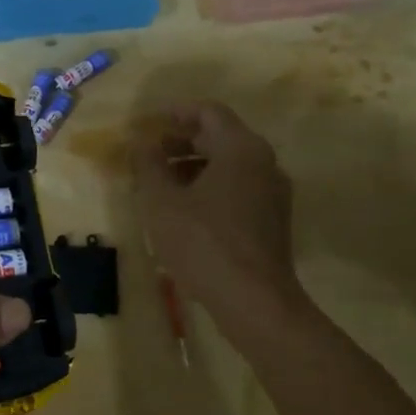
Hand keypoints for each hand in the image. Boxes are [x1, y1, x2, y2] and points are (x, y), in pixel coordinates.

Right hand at [132, 100, 306, 352]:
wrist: (255, 302)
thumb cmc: (203, 242)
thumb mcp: (161, 201)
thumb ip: (148, 163)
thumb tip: (142, 141)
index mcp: (240, 148)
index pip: (208, 112)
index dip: (175, 113)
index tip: (147, 123)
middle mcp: (264, 162)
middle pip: (219, 137)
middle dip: (181, 142)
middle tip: (148, 154)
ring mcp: (273, 192)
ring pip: (229, 165)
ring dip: (193, 166)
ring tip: (160, 184)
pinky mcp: (273, 220)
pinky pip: (238, 188)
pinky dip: (210, 187)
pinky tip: (184, 210)